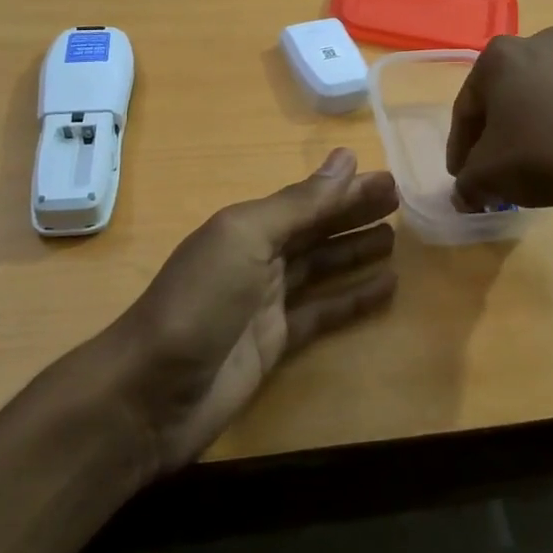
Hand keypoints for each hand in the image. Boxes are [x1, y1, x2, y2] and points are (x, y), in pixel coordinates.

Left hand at [103, 149, 398, 473]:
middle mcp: (257, 258)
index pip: (307, 201)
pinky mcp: (276, 343)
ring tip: (396, 240)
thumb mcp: (245, 239)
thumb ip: (297, 204)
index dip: (346, 190)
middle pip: (316, 230)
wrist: (151, 393)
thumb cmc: (199, 302)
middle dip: (354, 215)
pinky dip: (353, 300)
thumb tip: (347, 159)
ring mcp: (266, 303)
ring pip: (321, 268)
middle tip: (401, 203)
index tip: (389, 179)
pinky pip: (323, 313)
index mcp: (246, 226)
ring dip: (355, 253)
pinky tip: (385, 289)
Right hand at [445, 27, 552, 226]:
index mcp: (501, 56)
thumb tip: (465, 194)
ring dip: (539, 125)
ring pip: (549, 96)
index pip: (468, 107)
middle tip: (499, 169)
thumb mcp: (488, 177)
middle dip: (501, 132)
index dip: (461, 146)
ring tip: (543, 164)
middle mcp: (542, 43)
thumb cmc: (544, 155)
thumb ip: (467, 184)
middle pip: (509, 95)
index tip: (462, 175)